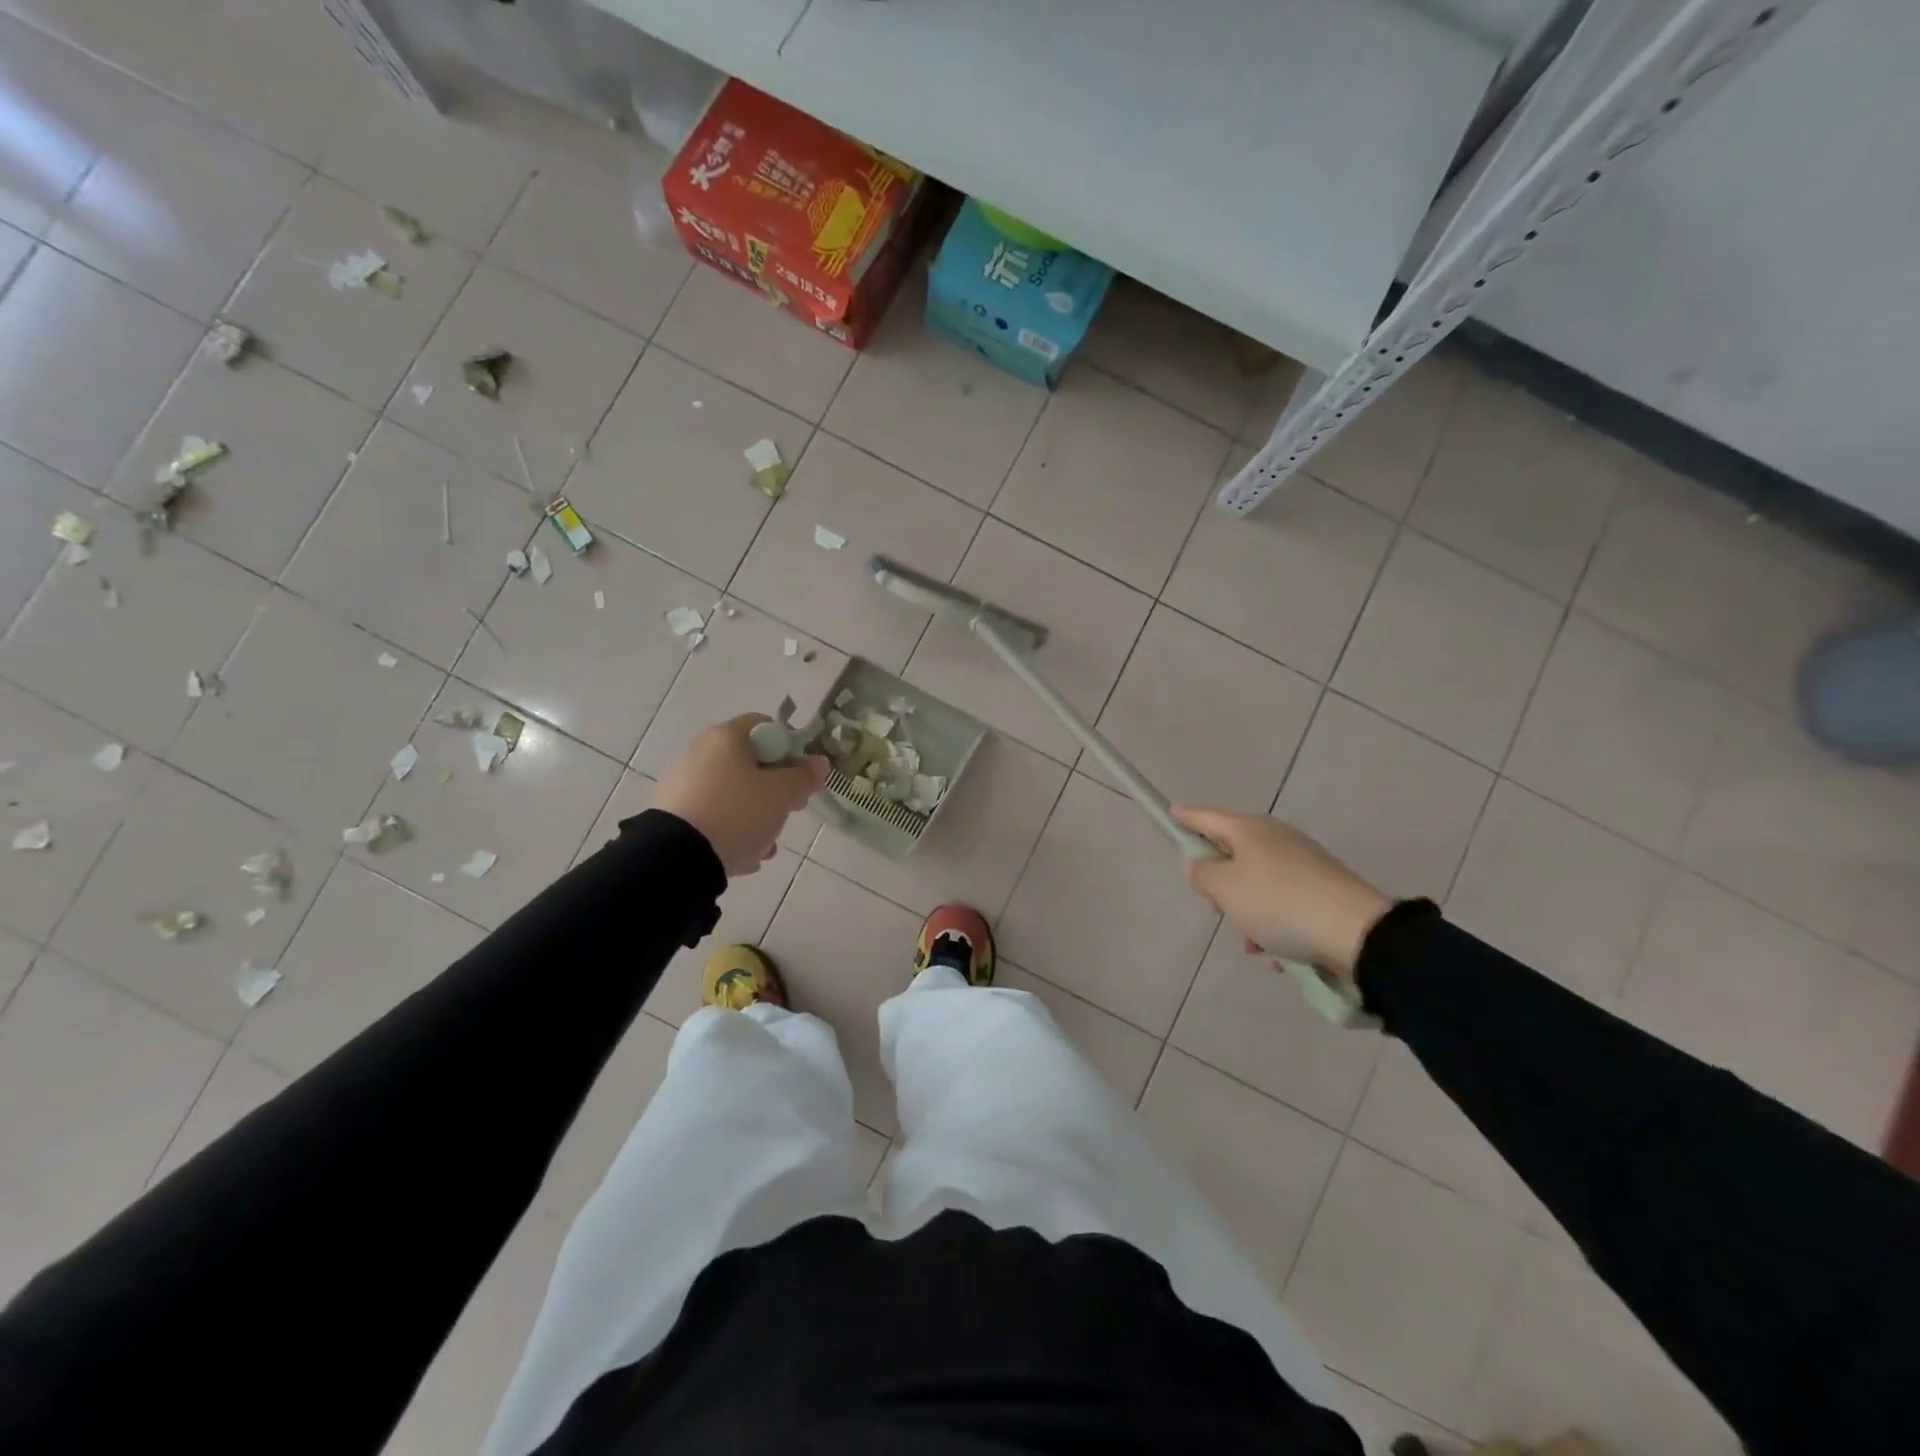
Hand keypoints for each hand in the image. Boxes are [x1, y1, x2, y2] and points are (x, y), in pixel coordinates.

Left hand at [654, 715, 826, 875]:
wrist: (677, 858)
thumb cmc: (738, 812)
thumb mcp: (781, 794)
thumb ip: (804, 776)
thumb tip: (818, 762)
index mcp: (725, 737)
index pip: (766, 726)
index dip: (790, 748)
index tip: (801, 776)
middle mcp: (700, 752)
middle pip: (750, 763)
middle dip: (775, 789)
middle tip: (790, 810)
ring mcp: (682, 784)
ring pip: (733, 794)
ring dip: (755, 816)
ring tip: (766, 845)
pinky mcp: (672, 814)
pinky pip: (713, 816)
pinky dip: (731, 831)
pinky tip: (742, 855)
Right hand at [1172, 806, 1391, 977]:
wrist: (1357, 934)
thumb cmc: (1278, 903)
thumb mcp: (1224, 888)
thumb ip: (1201, 873)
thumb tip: (1201, 865)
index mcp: (1250, 830)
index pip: (1206, 817)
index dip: (1185, 817)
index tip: (1171, 814)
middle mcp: (1276, 840)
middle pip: (1231, 856)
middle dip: (1219, 887)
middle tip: (1217, 910)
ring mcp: (1302, 865)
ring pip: (1256, 888)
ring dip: (1247, 917)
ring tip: (1254, 946)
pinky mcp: (1322, 892)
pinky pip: (1283, 907)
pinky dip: (1275, 929)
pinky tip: (1279, 957)